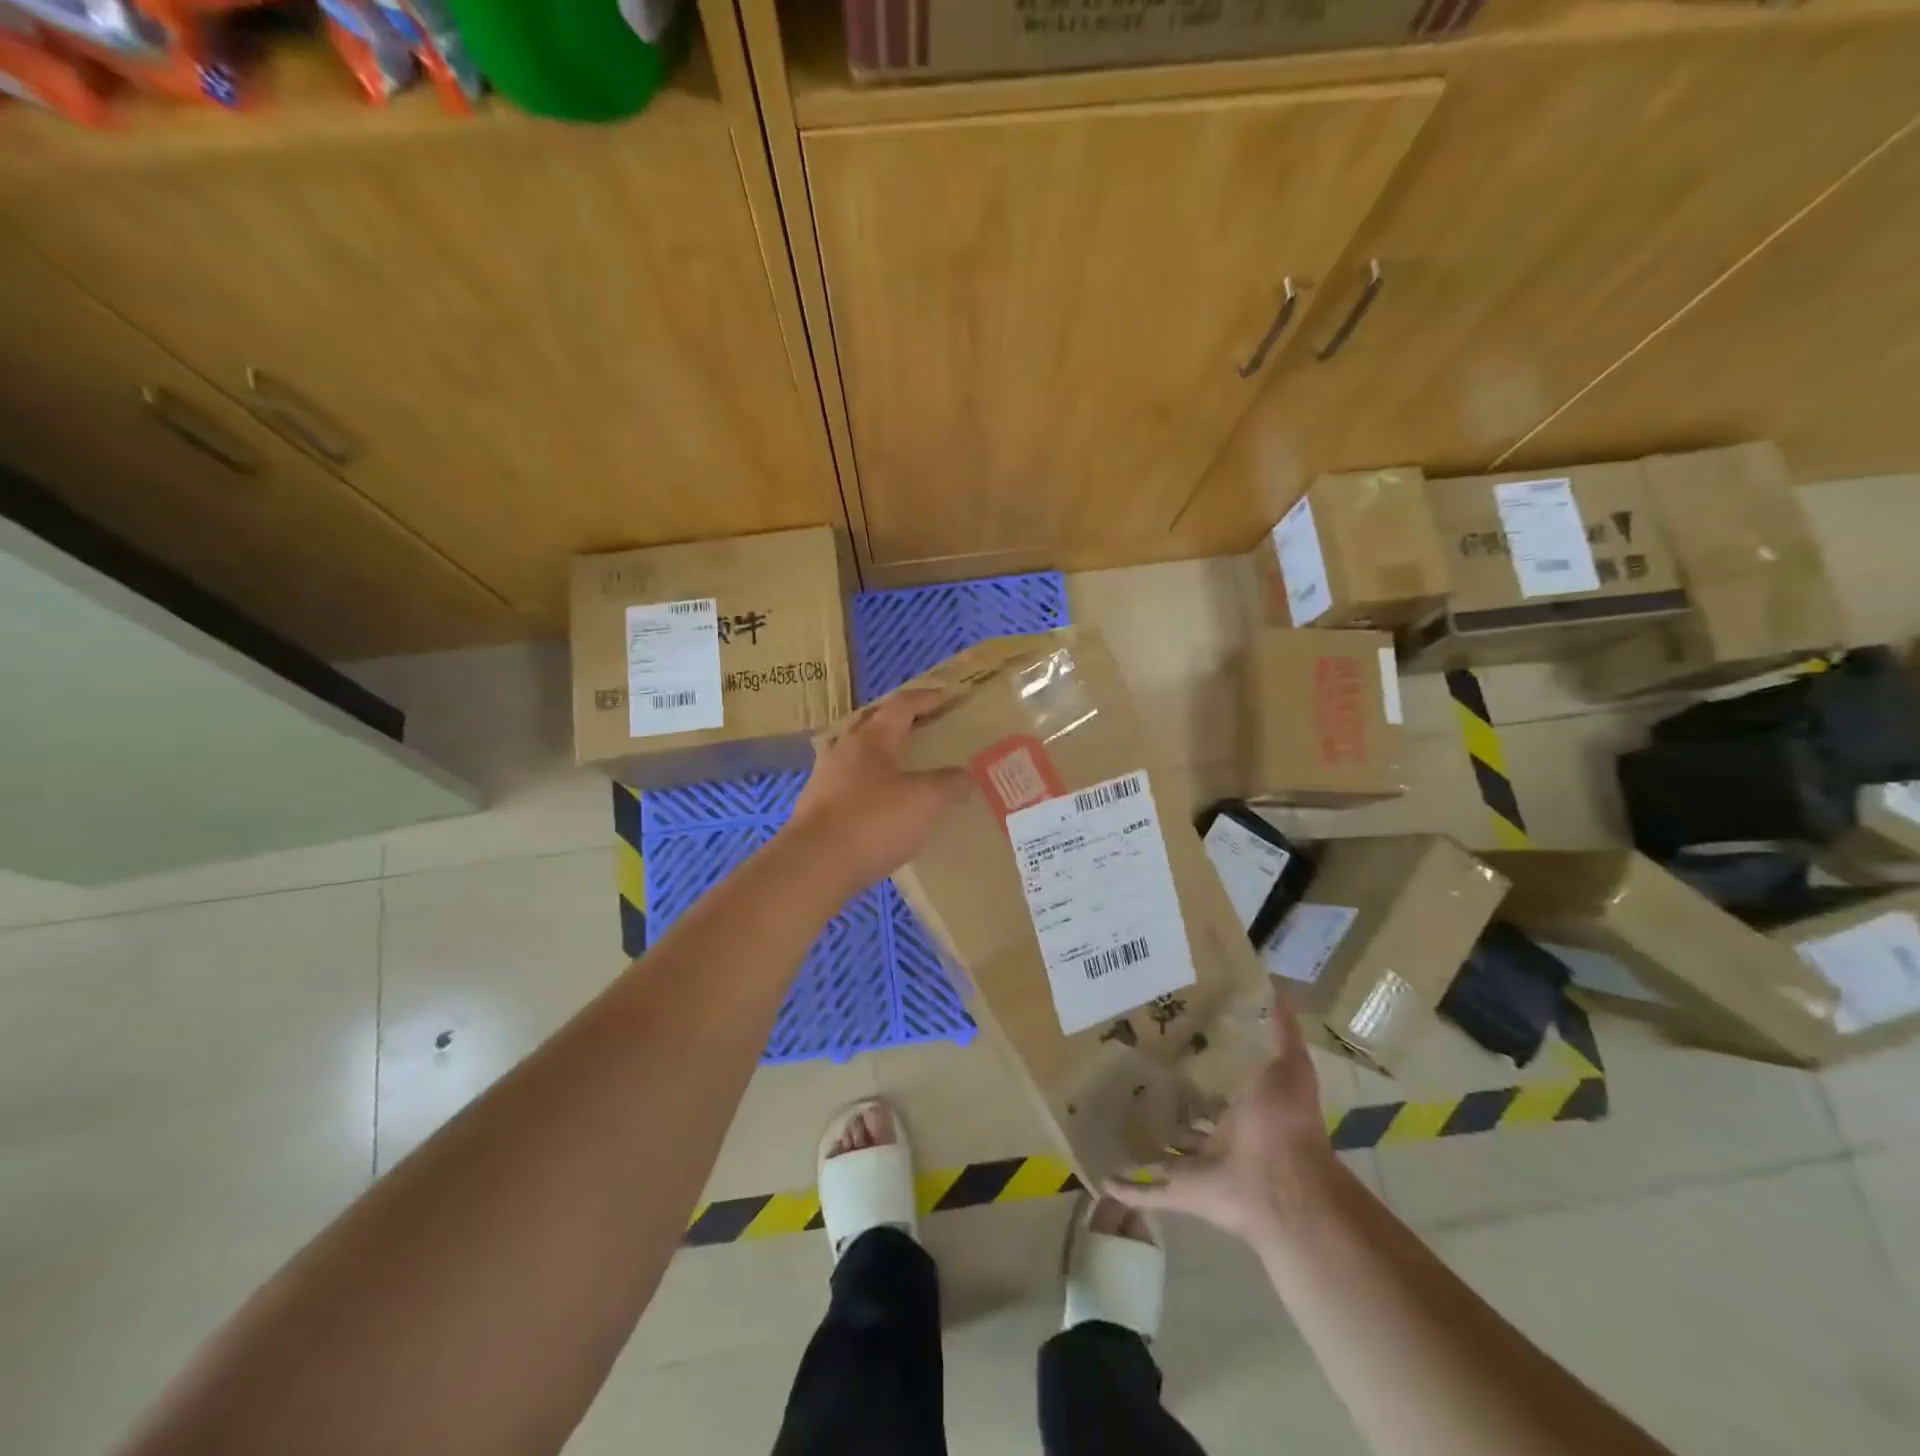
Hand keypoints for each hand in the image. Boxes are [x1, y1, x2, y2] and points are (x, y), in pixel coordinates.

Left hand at [784, 688, 972, 895]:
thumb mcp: (926, 801)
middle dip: (896, 718)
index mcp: (872, 739)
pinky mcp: (815, 808)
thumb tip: (964, 776)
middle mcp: (844, 750)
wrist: (814, 866)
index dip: (926, 698)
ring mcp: (825, 779)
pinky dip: (867, 783)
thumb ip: (950, 784)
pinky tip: (879, 803)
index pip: (901, 705)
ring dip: (878, 752)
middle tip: (921, 724)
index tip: (947, 696)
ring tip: (901, 764)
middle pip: (871, 722)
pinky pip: (846, 783)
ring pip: (855, 753)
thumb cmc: (873, 822)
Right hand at [1105, 997, 1338, 1244]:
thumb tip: (1276, 987)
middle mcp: (1221, 1140)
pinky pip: (1148, 1191)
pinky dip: (1126, 1188)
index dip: (1197, 1069)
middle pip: (1189, 1122)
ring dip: (1144, 1148)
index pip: (1217, 1088)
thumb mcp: (1289, 1065)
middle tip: (1130, 1079)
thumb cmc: (1286, 1123)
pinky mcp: (1181, 1192)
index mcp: (1244, 1112)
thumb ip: (1282, 1030)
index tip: (1167, 1043)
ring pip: (1166, 1158)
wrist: (1285, 1188)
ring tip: (1109, 1126)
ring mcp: (1199, 1169)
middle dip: (1167, 1107)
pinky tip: (1101, 1176)